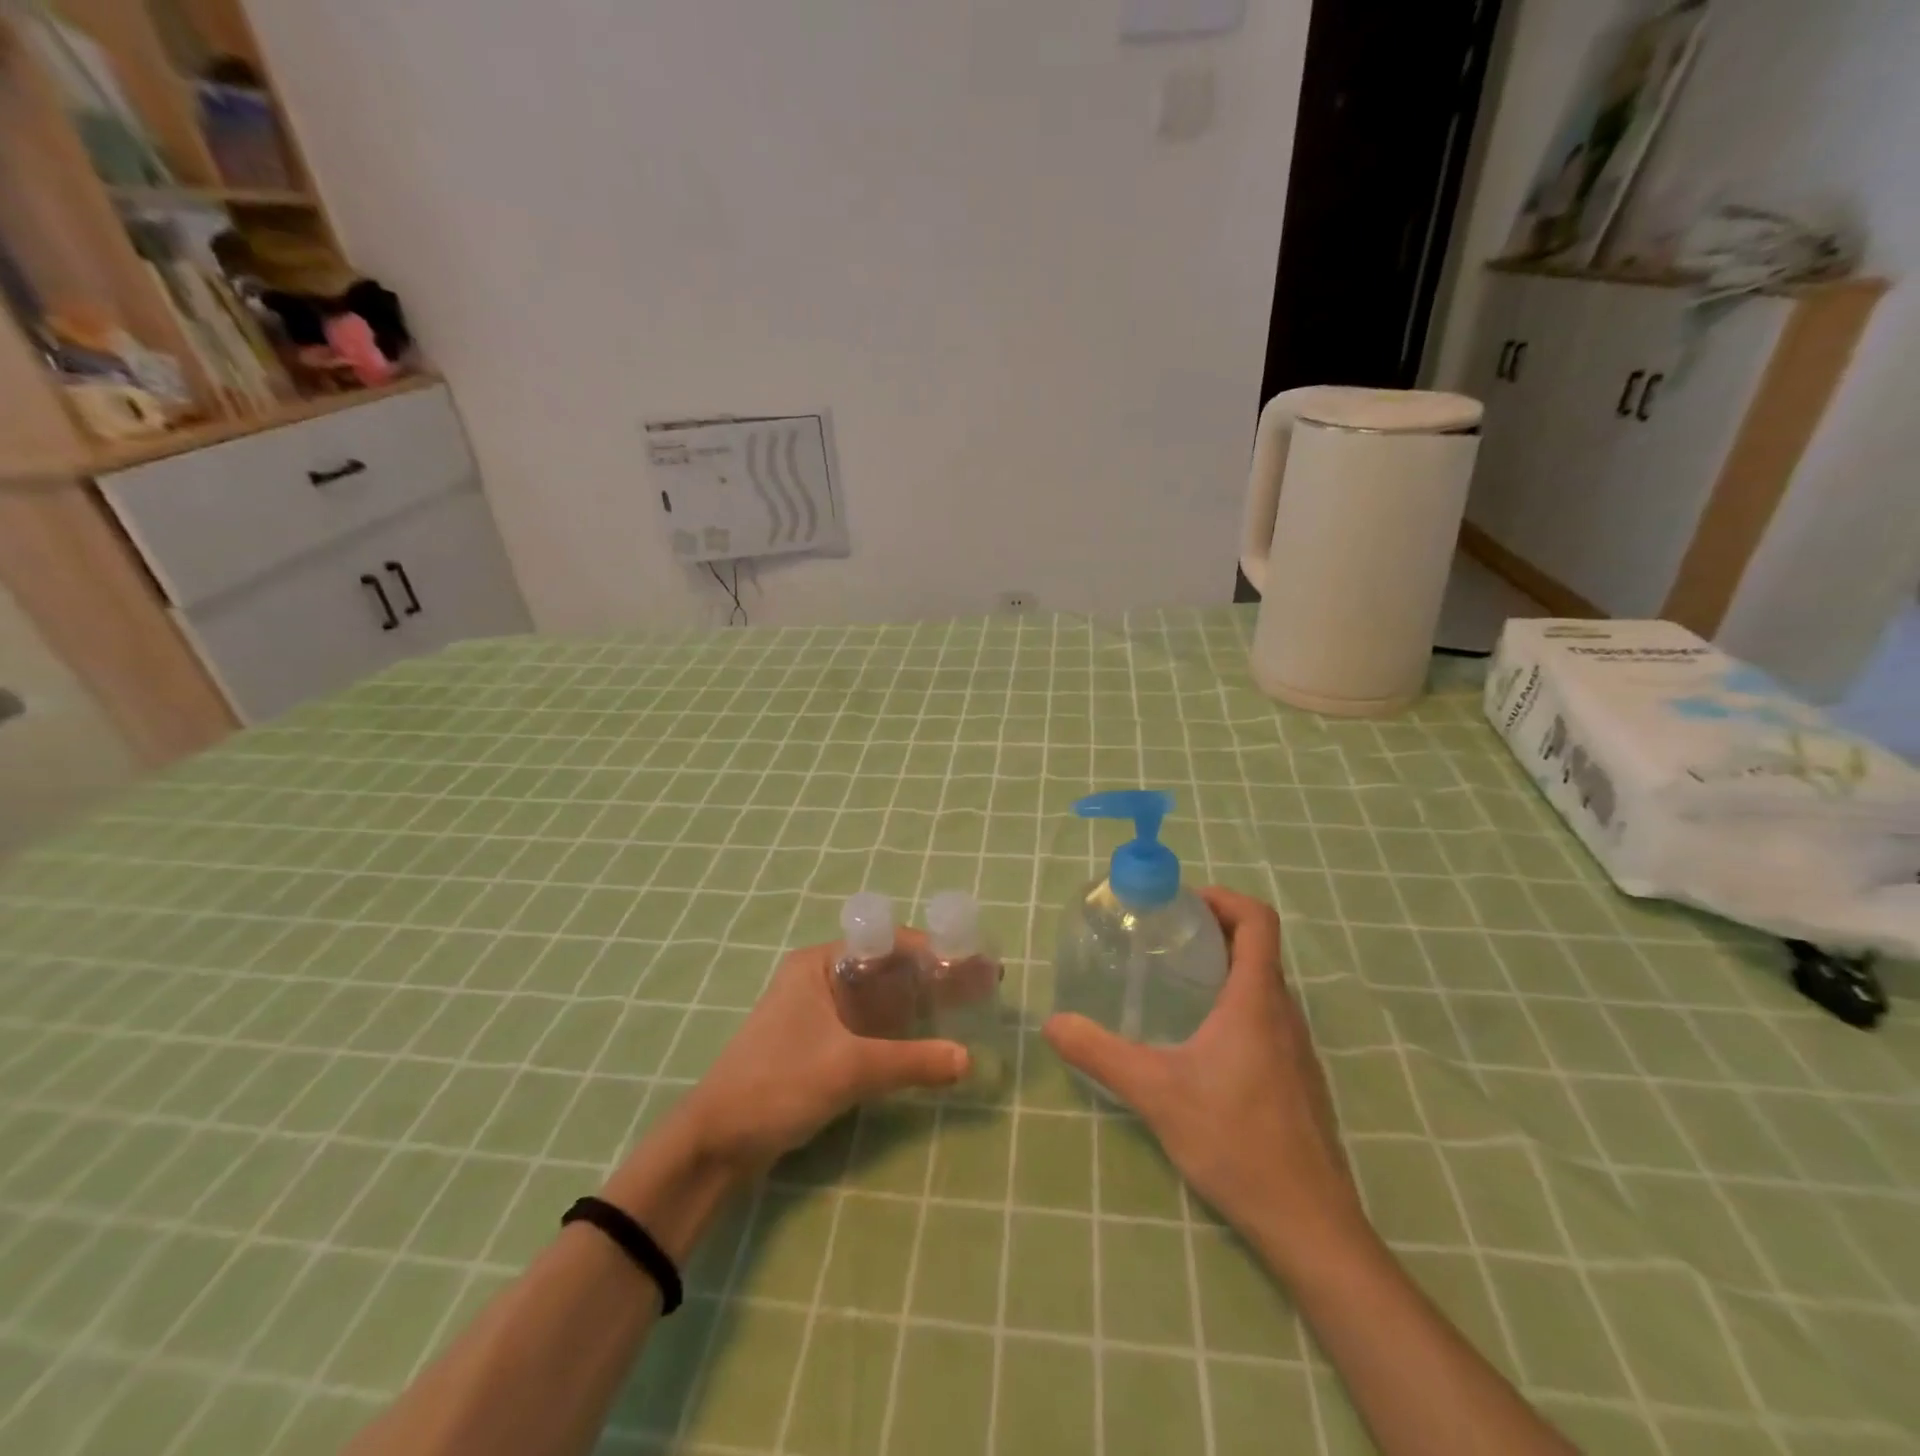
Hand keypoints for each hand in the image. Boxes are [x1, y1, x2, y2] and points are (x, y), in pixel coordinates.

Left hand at [673, 934, 968, 1176]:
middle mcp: (819, 978)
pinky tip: (927, 1041)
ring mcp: (817, 1012)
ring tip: (963, 1010)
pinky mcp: (818, 1044)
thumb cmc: (778, 1084)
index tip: (971, 963)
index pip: (886, 942)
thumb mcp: (849, 1069)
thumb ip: (911, 1062)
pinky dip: (898, 1030)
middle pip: (886, 969)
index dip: (931, 951)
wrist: (716, 1143)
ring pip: (878, 999)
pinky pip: (868, 1026)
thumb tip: (967, 1059)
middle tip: (977, 988)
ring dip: (916, 1004)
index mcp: (819, 964)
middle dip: (930, 978)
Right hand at [1043, 887, 1365, 1274]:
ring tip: (1175, 983)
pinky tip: (1202, 1043)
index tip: (1182, 902)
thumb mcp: (1155, 1091)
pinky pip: (1269, 1019)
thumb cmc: (1235, 1140)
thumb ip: (1100, 1053)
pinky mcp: (1299, 1080)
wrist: (1309, 1223)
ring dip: (1225, 968)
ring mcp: (1298, 1049)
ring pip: (1264, 985)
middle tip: (1164, 937)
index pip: (1258, 919)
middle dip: (1213, 930)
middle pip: (1258, 947)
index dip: (1224, 898)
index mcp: (1256, 999)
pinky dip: (1237, 1005)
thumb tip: (1053, 1023)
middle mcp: (1284, 1013)